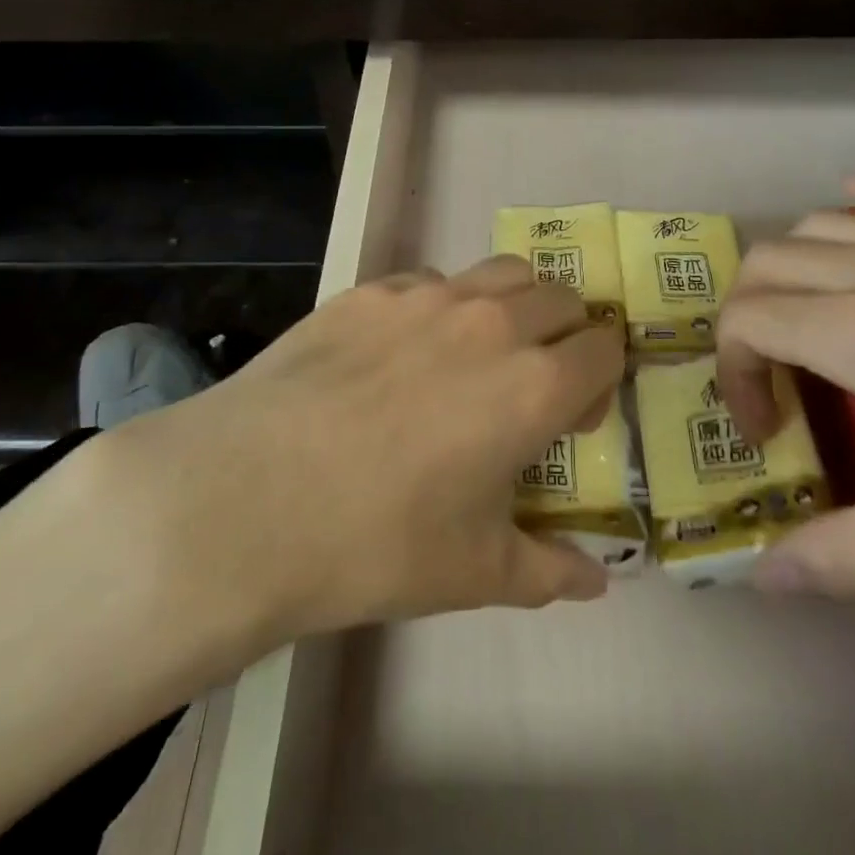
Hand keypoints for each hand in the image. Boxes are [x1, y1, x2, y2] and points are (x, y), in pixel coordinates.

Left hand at [81, 256, 622, 667]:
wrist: (249, 499)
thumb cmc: (377, 543)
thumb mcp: (475, 573)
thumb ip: (549, 571)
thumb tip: (597, 581)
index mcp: (534, 385)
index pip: (605, 348)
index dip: (601, 378)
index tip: (573, 416)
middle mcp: (493, 323)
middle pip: (561, 297)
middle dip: (565, 333)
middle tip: (532, 380)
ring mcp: (428, 296)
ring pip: (502, 272)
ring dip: (512, 304)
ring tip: (478, 350)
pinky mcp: (371, 289)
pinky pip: (429, 281)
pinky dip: (441, 305)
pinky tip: (400, 352)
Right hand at [716, 178, 854, 611]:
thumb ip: (837, 557)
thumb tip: (757, 580)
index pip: (744, 322)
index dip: (733, 377)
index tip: (768, 433)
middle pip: (767, 262)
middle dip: (747, 316)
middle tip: (777, 379)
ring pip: (821, 224)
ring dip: (792, 268)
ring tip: (812, 321)